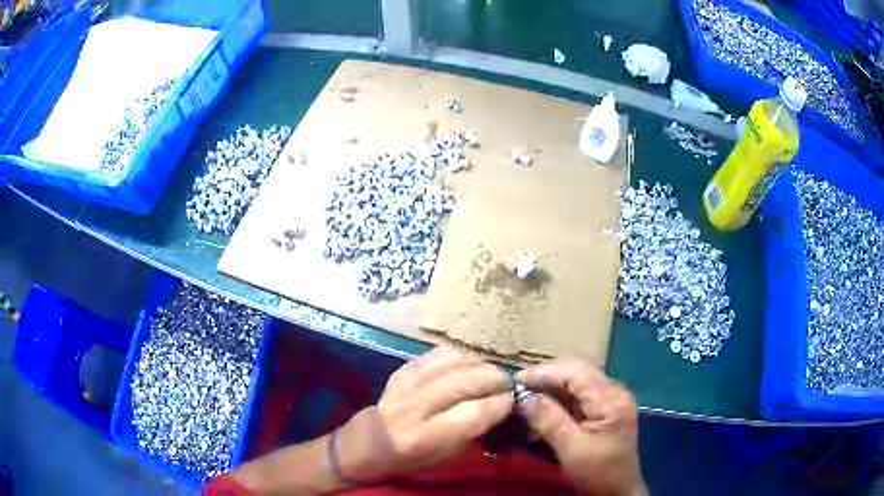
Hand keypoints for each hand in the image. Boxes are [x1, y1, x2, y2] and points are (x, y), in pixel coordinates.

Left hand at [335, 347, 513, 481]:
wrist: (369, 442)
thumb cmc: (411, 457)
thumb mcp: (445, 456)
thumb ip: (473, 431)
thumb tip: (500, 405)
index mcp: (425, 437)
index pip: (473, 413)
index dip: (499, 403)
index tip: (512, 400)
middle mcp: (414, 407)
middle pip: (464, 382)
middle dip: (494, 378)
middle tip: (507, 382)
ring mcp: (406, 384)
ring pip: (452, 362)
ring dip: (479, 363)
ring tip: (491, 371)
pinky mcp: (402, 369)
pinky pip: (437, 354)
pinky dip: (459, 355)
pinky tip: (469, 363)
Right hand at [516, 359, 643, 495]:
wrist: (618, 492)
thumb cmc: (599, 473)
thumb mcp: (572, 449)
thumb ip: (549, 420)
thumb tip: (523, 396)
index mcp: (611, 398)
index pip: (575, 371)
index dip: (544, 372)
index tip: (515, 381)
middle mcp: (614, 391)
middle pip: (576, 372)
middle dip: (546, 378)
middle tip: (518, 389)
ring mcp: (610, 400)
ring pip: (576, 383)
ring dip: (550, 389)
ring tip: (526, 399)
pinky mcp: (604, 410)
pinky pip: (578, 396)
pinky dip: (558, 401)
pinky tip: (542, 411)